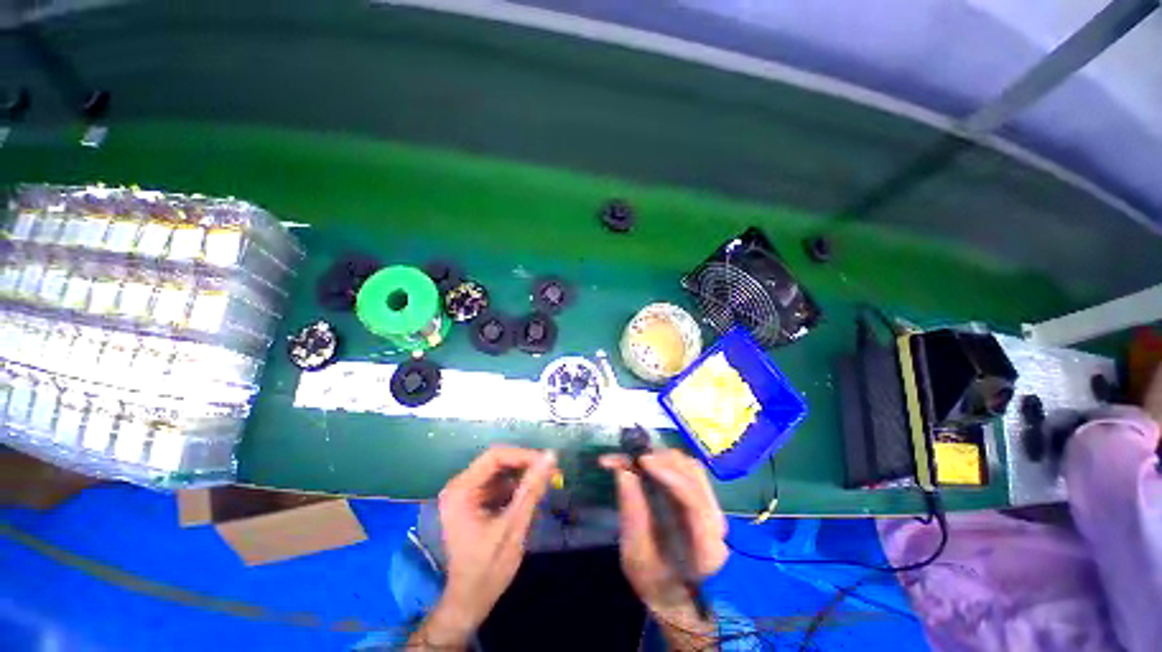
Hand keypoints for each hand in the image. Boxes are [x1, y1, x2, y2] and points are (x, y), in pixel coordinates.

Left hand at [436, 446, 556, 631]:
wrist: (469, 602)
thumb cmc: (488, 569)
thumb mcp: (513, 527)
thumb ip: (531, 489)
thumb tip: (550, 457)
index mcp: (461, 490)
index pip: (495, 457)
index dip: (523, 455)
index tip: (548, 463)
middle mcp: (459, 486)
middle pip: (497, 462)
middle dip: (525, 465)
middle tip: (551, 473)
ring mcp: (465, 493)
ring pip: (500, 472)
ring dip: (522, 477)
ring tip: (544, 486)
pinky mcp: (473, 501)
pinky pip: (498, 484)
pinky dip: (516, 488)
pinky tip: (530, 498)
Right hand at [600, 449, 727, 616]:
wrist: (674, 594)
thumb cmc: (653, 582)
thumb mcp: (634, 556)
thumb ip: (632, 514)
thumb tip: (623, 470)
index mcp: (705, 550)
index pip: (694, 501)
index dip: (669, 474)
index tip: (641, 460)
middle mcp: (716, 524)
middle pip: (694, 476)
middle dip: (660, 460)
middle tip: (629, 458)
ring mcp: (712, 509)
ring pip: (691, 467)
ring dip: (661, 457)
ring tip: (633, 459)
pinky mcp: (703, 499)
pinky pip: (686, 470)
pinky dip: (664, 461)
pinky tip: (644, 462)